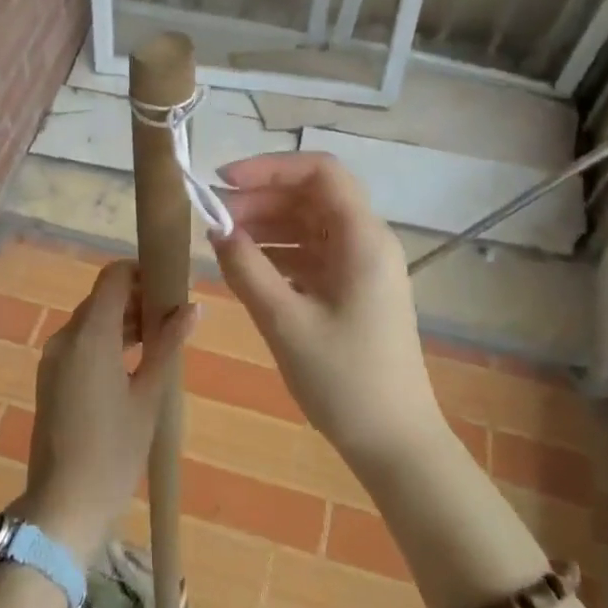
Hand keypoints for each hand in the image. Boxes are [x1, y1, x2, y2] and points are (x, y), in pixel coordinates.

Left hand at [18, 260, 197, 560]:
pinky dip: (106, 342)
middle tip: (174, 319)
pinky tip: (133, 365)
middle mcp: (65, 338)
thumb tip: (193, 307)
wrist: (65, 505)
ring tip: (160, 343)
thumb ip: (168, 345)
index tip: (171, 286)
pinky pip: (80, 344)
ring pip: (91, 321)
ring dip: (122, 322)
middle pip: (102, 298)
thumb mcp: (149, 396)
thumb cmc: (114, 450)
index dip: (142, 272)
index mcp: (89, 335)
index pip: (113, 277)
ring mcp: (53, 359)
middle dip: (137, 300)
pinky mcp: (50, 378)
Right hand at [210, 153, 441, 462]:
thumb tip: (217, 229)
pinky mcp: (353, 291)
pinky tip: (247, 267)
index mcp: (363, 239)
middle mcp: (367, 243)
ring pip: (310, 225)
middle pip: (312, 197)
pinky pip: (313, 255)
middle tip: (214, 219)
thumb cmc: (344, 380)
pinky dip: (279, 253)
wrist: (394, 441)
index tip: (224, 182)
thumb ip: (247, 269)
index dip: (270, 167)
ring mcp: (362, 267)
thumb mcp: (285, 322)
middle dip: (261, 199)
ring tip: (223, 241)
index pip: (320, 172)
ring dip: (267, 226)